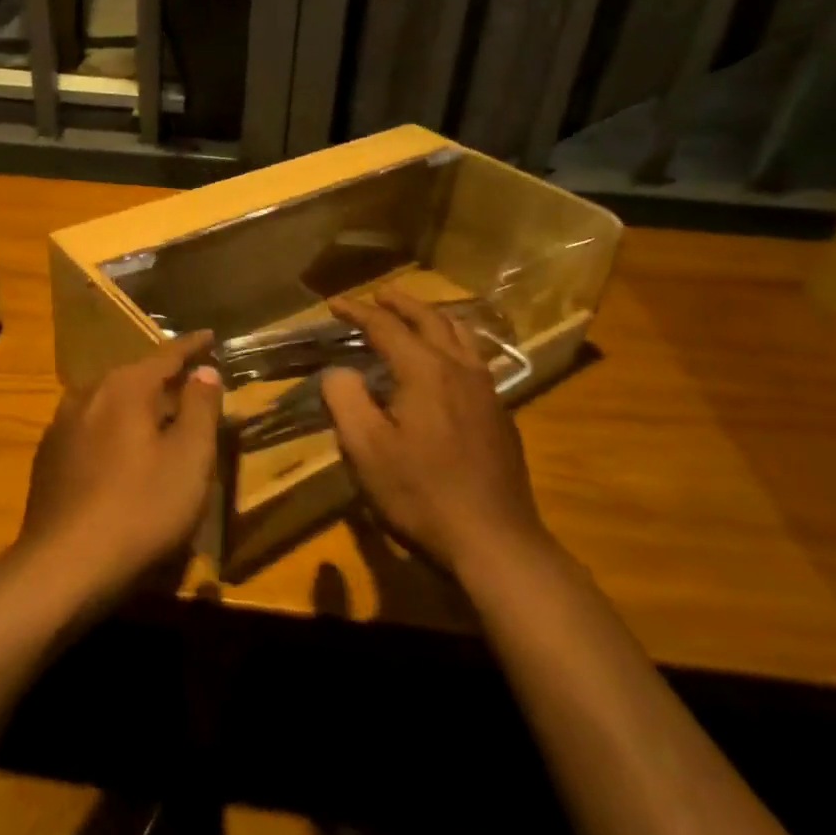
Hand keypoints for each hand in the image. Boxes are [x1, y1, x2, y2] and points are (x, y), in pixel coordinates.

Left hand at [20, 332, 223, 598]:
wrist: (63, 566)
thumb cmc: (140, 508)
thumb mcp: (189, 458)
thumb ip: (200, 408)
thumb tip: (204, 371)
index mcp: (124, 388)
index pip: (165, 355)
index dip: (192, 346)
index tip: (211, 336)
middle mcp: (88, 395)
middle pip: (133, 376)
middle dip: (163, 378)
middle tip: (190, 383)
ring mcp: (61, 426)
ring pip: (109, 402)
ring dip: (136, 405)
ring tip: (158, 417)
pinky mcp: (48, 458)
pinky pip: (91, 428)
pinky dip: (114, 430)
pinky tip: (122, 454)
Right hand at [320, 292, 547, 578]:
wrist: (494, 539)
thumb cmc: (421, 493)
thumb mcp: (366, 449)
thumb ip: (346, 399)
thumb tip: (340, 371)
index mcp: (425, 371)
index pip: (386, 327)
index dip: (357, 312)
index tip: (334, 303)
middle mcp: (460, 368)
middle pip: (430, 320)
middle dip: (401, 303)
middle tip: (378, 295)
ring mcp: (487, 390)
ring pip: (460, 335)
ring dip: (432, 318)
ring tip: (414, 316)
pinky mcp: (500, 413)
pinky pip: (475, 358)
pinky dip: (452, 342)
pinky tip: (447, 362)